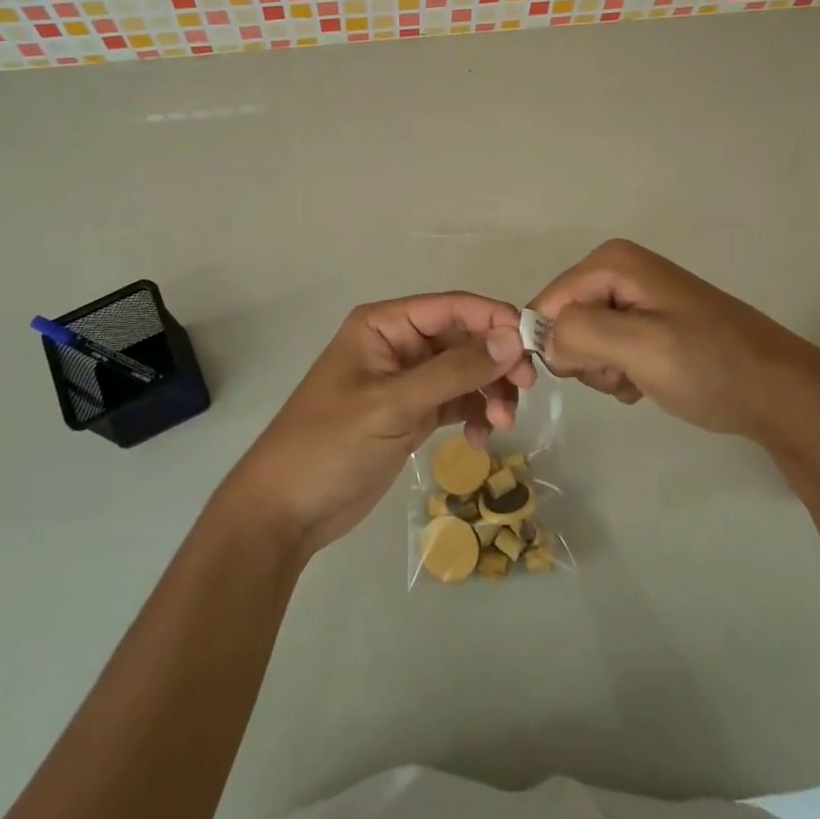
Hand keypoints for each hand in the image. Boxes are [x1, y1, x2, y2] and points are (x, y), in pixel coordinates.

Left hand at [220, 293, 531, 557]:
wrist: (287, 511)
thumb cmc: (331, 443)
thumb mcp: (394, 404)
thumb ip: (454, 370)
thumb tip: (512, 337)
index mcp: (385, 325)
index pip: (451, 307)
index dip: (494, 318)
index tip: (533, 344)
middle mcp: (398, 345)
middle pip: (463, 339)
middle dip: (495, 362)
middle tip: (525, 390)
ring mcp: (406, 381)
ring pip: (464, 372)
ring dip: (488, 392)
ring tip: (501, 425)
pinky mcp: (411, 414)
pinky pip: (455, 402)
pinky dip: (473, 415)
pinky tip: (480, 440)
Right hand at [530, 239, 819, 445]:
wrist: (781, 394)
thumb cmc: (712, 366)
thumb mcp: (642, 347)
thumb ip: (580, 333)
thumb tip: (543, 339)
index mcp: (612, 262)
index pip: (547, 303)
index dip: (553, 343)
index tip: (585, 375)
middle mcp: (618, 269)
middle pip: (564, 319)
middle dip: (585, 356)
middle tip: (624, 373)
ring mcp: (634, 296)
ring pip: (582, 339)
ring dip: (604, 368)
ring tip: (642, 378)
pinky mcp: (648, 321)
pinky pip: (607, 348)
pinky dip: (620, 371)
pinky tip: (649, 381)